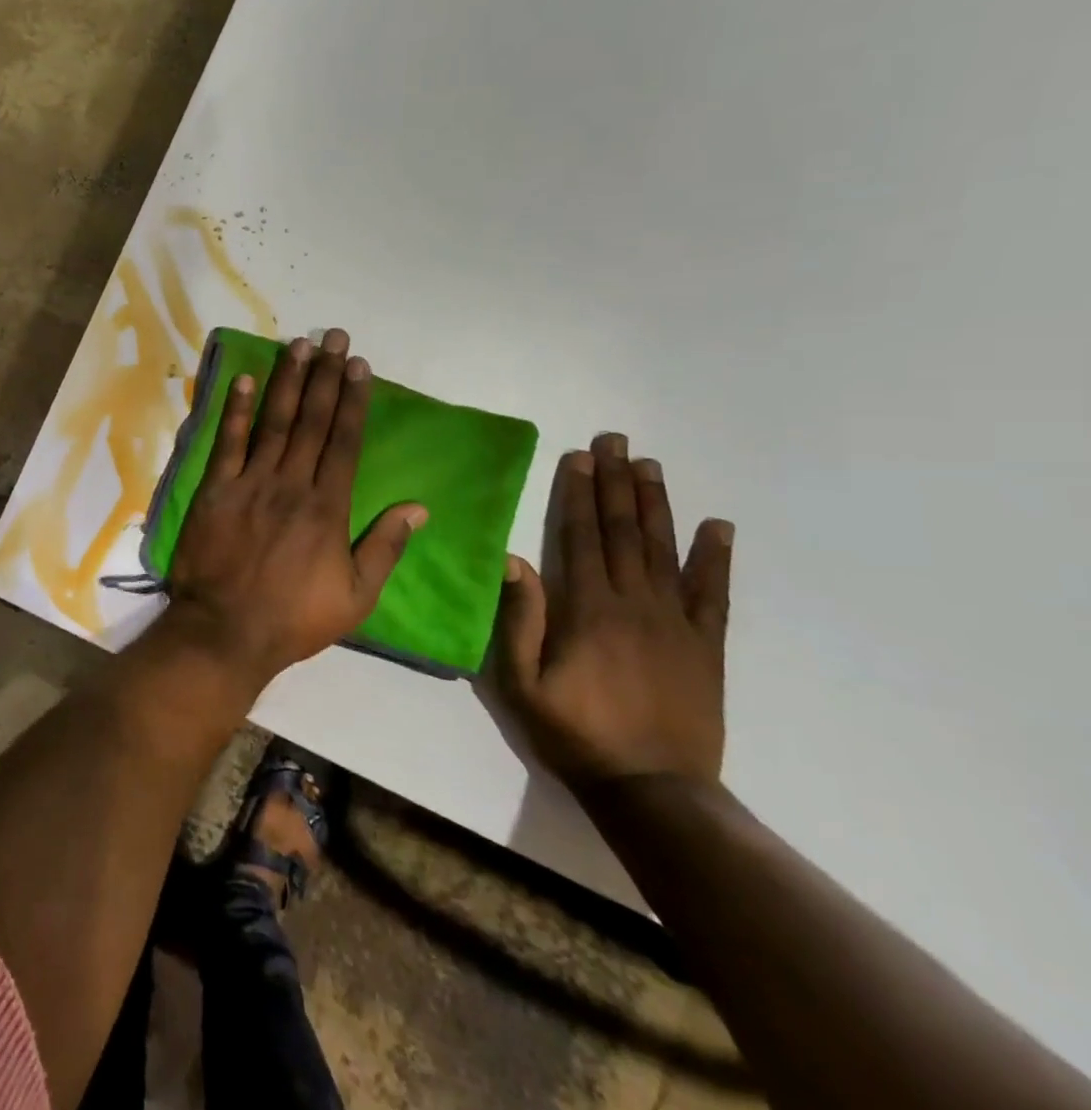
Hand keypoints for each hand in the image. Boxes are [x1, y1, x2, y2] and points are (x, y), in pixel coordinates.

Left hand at [166, 328, 427, 685]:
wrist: (226, 631)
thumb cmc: (295, 618)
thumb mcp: (356, 596)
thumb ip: (385, 547)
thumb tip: (419, 507)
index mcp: (328, 506)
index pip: (345, 441)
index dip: (353, 400)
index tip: (359, 365)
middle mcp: (291, 483)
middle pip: (312, 420)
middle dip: (325, 376)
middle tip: (333, 336)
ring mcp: (250, 483)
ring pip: (274, 422)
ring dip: (287, 381)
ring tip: (298, 345)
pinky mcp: (215, 489)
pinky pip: (227, 442)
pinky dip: (236, 410)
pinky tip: (245, 380)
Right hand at [493, 432, 733, 791]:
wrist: (653, 790)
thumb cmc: (575, 733)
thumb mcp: (523, 683)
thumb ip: (519, 620)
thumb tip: (512, 560)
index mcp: (589, 610)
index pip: (583, 537)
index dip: (579, 494)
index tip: (580, 456)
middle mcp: (635, 604)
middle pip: (624, 532)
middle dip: (616, 482)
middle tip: (615, 440)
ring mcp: (677, 623)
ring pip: (665, 550)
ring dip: (656, 504)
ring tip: (650, 465)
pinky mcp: (706, 646)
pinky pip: (714, 594)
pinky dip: (716, 558)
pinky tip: (719, 527)